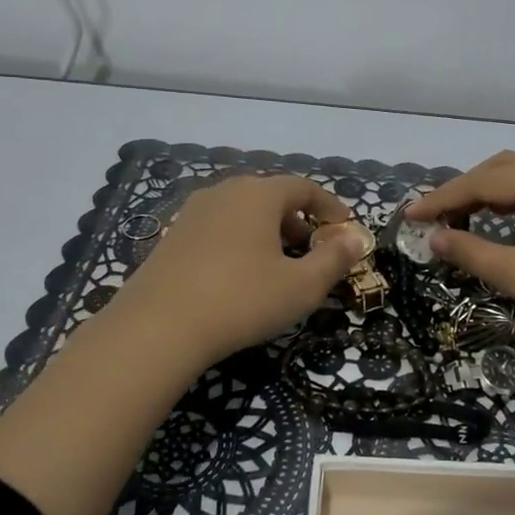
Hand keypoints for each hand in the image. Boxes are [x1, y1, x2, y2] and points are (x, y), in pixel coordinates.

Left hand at [107, 174, 368, 375]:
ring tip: (278, 265)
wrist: (158, 327)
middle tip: (313, 251)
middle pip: (272, 196)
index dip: (330, 208)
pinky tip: (239, 276)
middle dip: (299, 221)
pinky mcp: (172, 236)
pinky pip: (218, 228)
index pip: (304, 188)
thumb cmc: (242, 300)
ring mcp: (193, 212)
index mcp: (259, 194)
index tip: (345, 230)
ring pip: (243, 212)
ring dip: (268, 232)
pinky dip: (239, 242)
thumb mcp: (301, 286)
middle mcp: (225, 191)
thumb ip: (334, 259)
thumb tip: (356, 239)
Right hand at [406, 152, 514, 374]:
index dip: (444, 197)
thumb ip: (474, 254)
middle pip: (507, 168)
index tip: (410, 215)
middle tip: (435, 216)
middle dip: (466, 188)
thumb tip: (433, 238)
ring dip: (491, 192)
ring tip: (461, 217)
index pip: (486, 181)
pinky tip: (504, 221)